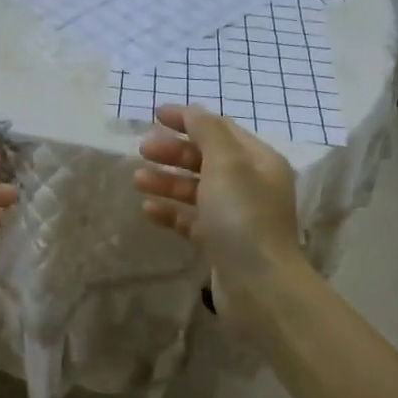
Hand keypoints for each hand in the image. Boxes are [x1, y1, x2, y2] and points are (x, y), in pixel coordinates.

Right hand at [134, 104, 309, 331]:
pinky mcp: (221, 244)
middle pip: (207, 159)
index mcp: (259, 161)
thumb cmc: (243, 216)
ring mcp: (236, 217)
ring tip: (137, 180)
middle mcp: (251, 185)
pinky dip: (171, 212)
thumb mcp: (226, 164)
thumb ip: (207, 132)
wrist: (259, 286)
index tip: (154, 116)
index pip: (221, 130)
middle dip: (174, 152)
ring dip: (167, 182)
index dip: (188, 120)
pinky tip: (148, 210)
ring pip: (197, 190)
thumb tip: (193, 110)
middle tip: (142, 150)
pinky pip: (192, 220)